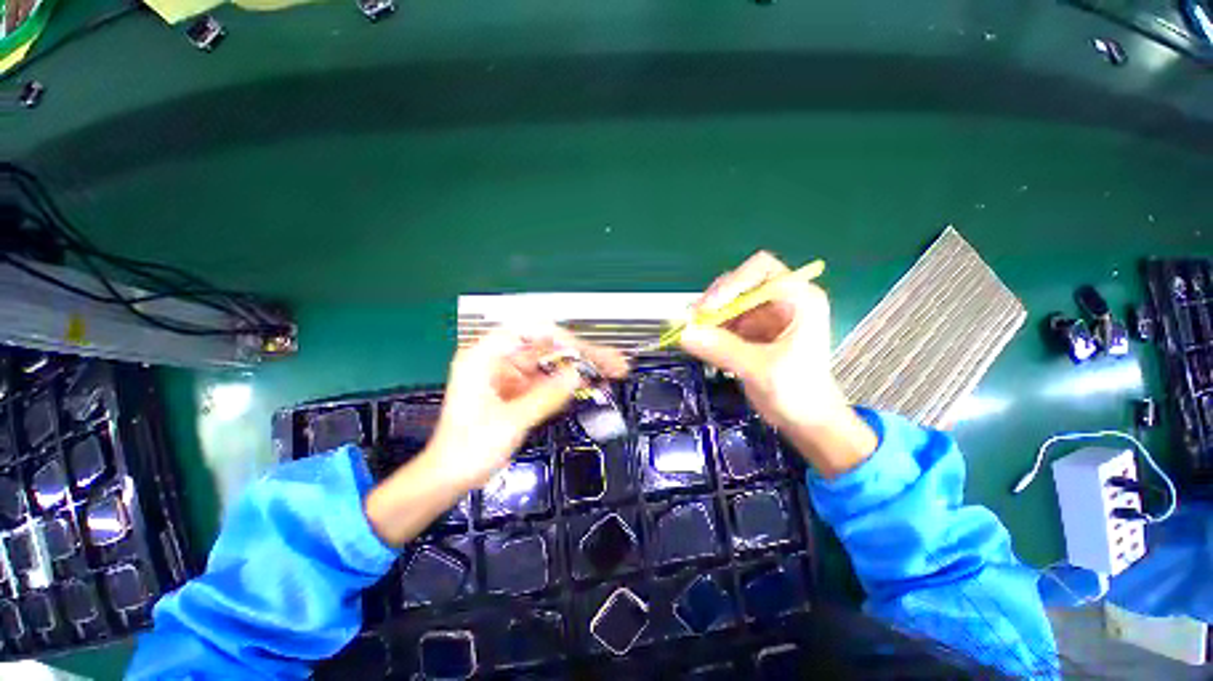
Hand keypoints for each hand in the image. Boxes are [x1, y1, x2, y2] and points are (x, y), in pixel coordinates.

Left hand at [366, 325, 627, 545]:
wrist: (450, 477)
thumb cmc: (468, 448)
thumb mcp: (509, 422)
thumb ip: (545, 397)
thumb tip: (578, 376)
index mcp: (485, 356)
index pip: (528, 331)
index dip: (560, 337)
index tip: (585, 352)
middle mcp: (501, 359)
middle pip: (548, 347)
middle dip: (582, 353)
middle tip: (614, 361)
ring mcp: (513, 375)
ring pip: (554, 363)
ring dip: (582, 367)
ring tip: (614, 370)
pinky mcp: (522, 391)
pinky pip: (551, 381)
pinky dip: (572, 383)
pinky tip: (595, 383)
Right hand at [679, 251, 875, 477]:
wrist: (807, 421)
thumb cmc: (799, 393)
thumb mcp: (761, 369)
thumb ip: (722, 349)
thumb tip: (684, 333)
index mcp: (798, 299)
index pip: (761, 269)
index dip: (732, 283)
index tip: (709, 308)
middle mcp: (781, 301)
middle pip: (739, 284)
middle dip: (715, 301)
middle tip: (694, 322)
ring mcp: (764, 316)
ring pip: (727, 302)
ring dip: (709, 317)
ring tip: (695, 336)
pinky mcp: (751, 331)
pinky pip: (724, 321)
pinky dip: (710, 330)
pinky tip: (702, 344)